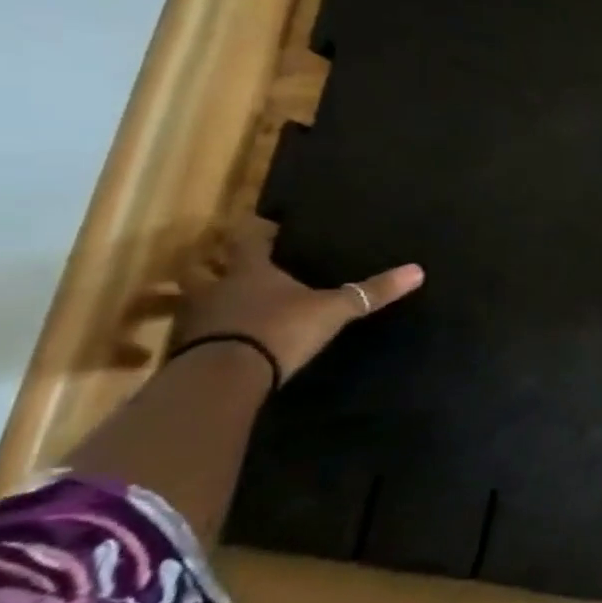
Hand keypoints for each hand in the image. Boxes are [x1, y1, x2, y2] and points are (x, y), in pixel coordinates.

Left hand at [169, 225, 423, 378]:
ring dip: (203, 296)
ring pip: (190, 298)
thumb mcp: (333, 310)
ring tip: (224, 301)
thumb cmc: (279, 329)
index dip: (256, 229)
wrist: (225, 377)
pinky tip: (220, 337)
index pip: (247, 238)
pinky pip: (191, 330)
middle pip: (201, 266)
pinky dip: (203, 329)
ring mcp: (194, 318)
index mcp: (249, 270)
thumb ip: (370, 292)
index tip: (267, 225)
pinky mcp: (184, 349)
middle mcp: (215, 287)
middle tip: (230, 261)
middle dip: (212, 261)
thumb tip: (417, 270)